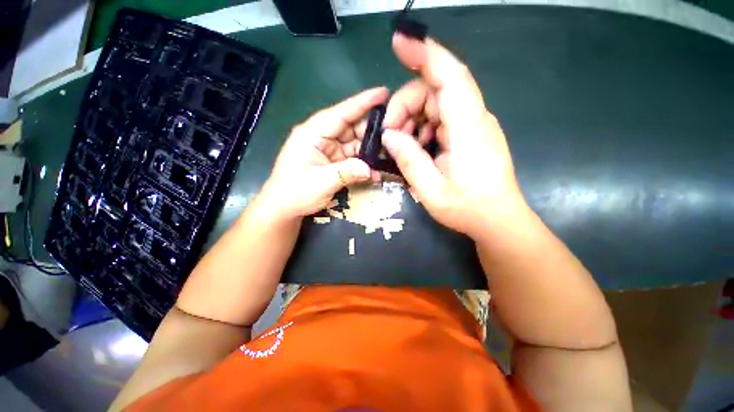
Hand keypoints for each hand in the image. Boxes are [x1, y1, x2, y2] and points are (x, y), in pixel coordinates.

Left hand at [261, 87, 386, 218]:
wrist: (284, 208)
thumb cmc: (295, 192)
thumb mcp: (321, 182)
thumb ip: (347, 173)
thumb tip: (371, 169)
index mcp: (313, 133)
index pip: (341, 113)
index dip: (362, 103)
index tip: (383, 92)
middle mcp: (321, 137)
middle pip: (351, 127)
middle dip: (372, 129)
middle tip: (396, 131)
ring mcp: (328, 149)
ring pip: (354, 142)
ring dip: (370, 148)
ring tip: (391, 150)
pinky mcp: (333, 161)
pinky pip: (352, 157)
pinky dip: (364, 163)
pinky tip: (377, 170)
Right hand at [381, 34, 527, 240]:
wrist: (498, 221)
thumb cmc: (468, 209)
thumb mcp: (431, 190)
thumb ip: (409, 160)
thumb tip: (389, 136)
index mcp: (468, 128)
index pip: (449, 76)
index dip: (425, 54)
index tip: (400, 41)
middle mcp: (473, 118)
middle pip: (435, 91)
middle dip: (406, 107)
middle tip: (390, 135)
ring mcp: (472, 126)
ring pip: (436, 105)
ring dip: (413, 121)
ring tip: (402, 147)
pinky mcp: (469, 135)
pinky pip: (441, 120)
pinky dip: (423, 129)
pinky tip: (416, 149)